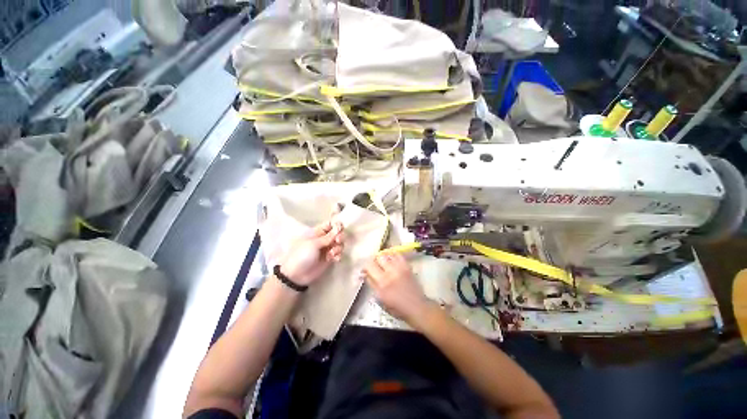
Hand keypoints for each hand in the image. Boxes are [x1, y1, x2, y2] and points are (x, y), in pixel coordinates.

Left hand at [279, 220, 343, 285]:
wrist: (296, 275)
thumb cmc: (301, 255)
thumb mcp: (313, 244)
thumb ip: (328, 237)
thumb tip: (338, 228)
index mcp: (317, 232)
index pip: (330, 224)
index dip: (336, 225)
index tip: (340, 228)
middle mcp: (323, 239)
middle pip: (337, 233)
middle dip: (340, 236)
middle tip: (337, 241)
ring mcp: (326, 249)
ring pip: (339, 243)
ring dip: (338, 247)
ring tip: (332, 253)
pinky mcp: (330, 258)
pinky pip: (338, 253)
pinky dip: (338, 255)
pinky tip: (334, 259)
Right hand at [363, 252, 430, 322]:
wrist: (416, 307)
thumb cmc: (396, 307)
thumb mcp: (380, 299)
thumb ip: (371, 283)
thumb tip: (363, 274)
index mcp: (382, 282)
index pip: (369, 265)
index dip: (366, 266)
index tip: (366, 270)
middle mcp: (390, 272)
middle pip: (378, 257)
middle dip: (374, 260)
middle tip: (374, 265)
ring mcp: (399, 268)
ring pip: (388, 254)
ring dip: (383, 257)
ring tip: (383, 262)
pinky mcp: (407, 266)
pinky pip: (398, 255)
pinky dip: (393, 255)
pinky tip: (391, 259)